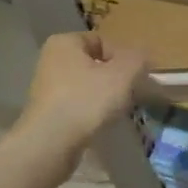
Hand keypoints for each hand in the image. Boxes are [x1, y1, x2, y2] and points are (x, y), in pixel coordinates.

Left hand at [21, 31, 148, 150]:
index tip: (136, 77)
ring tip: (117, 110)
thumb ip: (138, 59)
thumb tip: (142, 58)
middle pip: (96, 64)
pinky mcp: (46, 112)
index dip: (124, 58)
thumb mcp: (123, 74)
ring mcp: (46, 87)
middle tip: (130, 93)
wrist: (50, 145)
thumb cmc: (86, 100)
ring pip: (88, 85)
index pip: (103, 41)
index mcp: (64, 42)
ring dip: (105, 96)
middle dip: (115, 78)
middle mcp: (51, 60)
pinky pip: (78, 104)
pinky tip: (100, 123)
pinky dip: (91, 111)